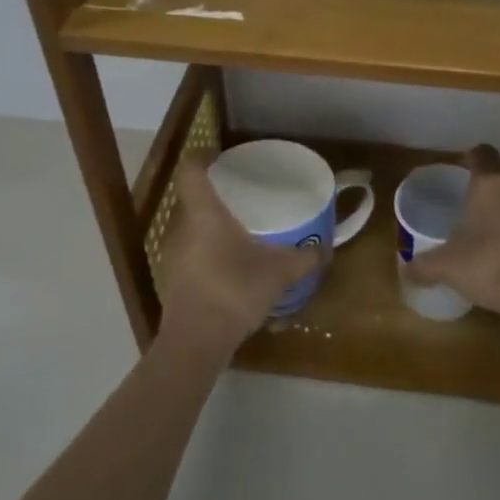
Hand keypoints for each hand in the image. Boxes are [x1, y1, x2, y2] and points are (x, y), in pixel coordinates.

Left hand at [157, 156, 321, 354]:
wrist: (196, 342)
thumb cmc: (234, 291)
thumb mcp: (278, 273)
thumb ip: (303, 258)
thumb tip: (326, 249)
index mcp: (204, 213)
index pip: (190, 170)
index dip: (203, 157)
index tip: (221, 158)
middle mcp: (182, 227)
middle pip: (191, 198)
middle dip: (214, 194)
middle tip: (241, 195)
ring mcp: (173, 254)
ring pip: (191, 227)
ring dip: (210, 225)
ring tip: (238, 229)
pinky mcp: (173, 279)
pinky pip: (191, 252)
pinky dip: (208, 251)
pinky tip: (229, 265)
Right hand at [406, 146, 499, 322]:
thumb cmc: (489, 263)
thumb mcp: (447, 266)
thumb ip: (424, 266)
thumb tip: (406, 272)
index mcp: (490, 184)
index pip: (482, 156)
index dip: (472, 159)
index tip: (463, 167)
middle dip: (488, 198)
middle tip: (469, 216)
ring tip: (489, 243)